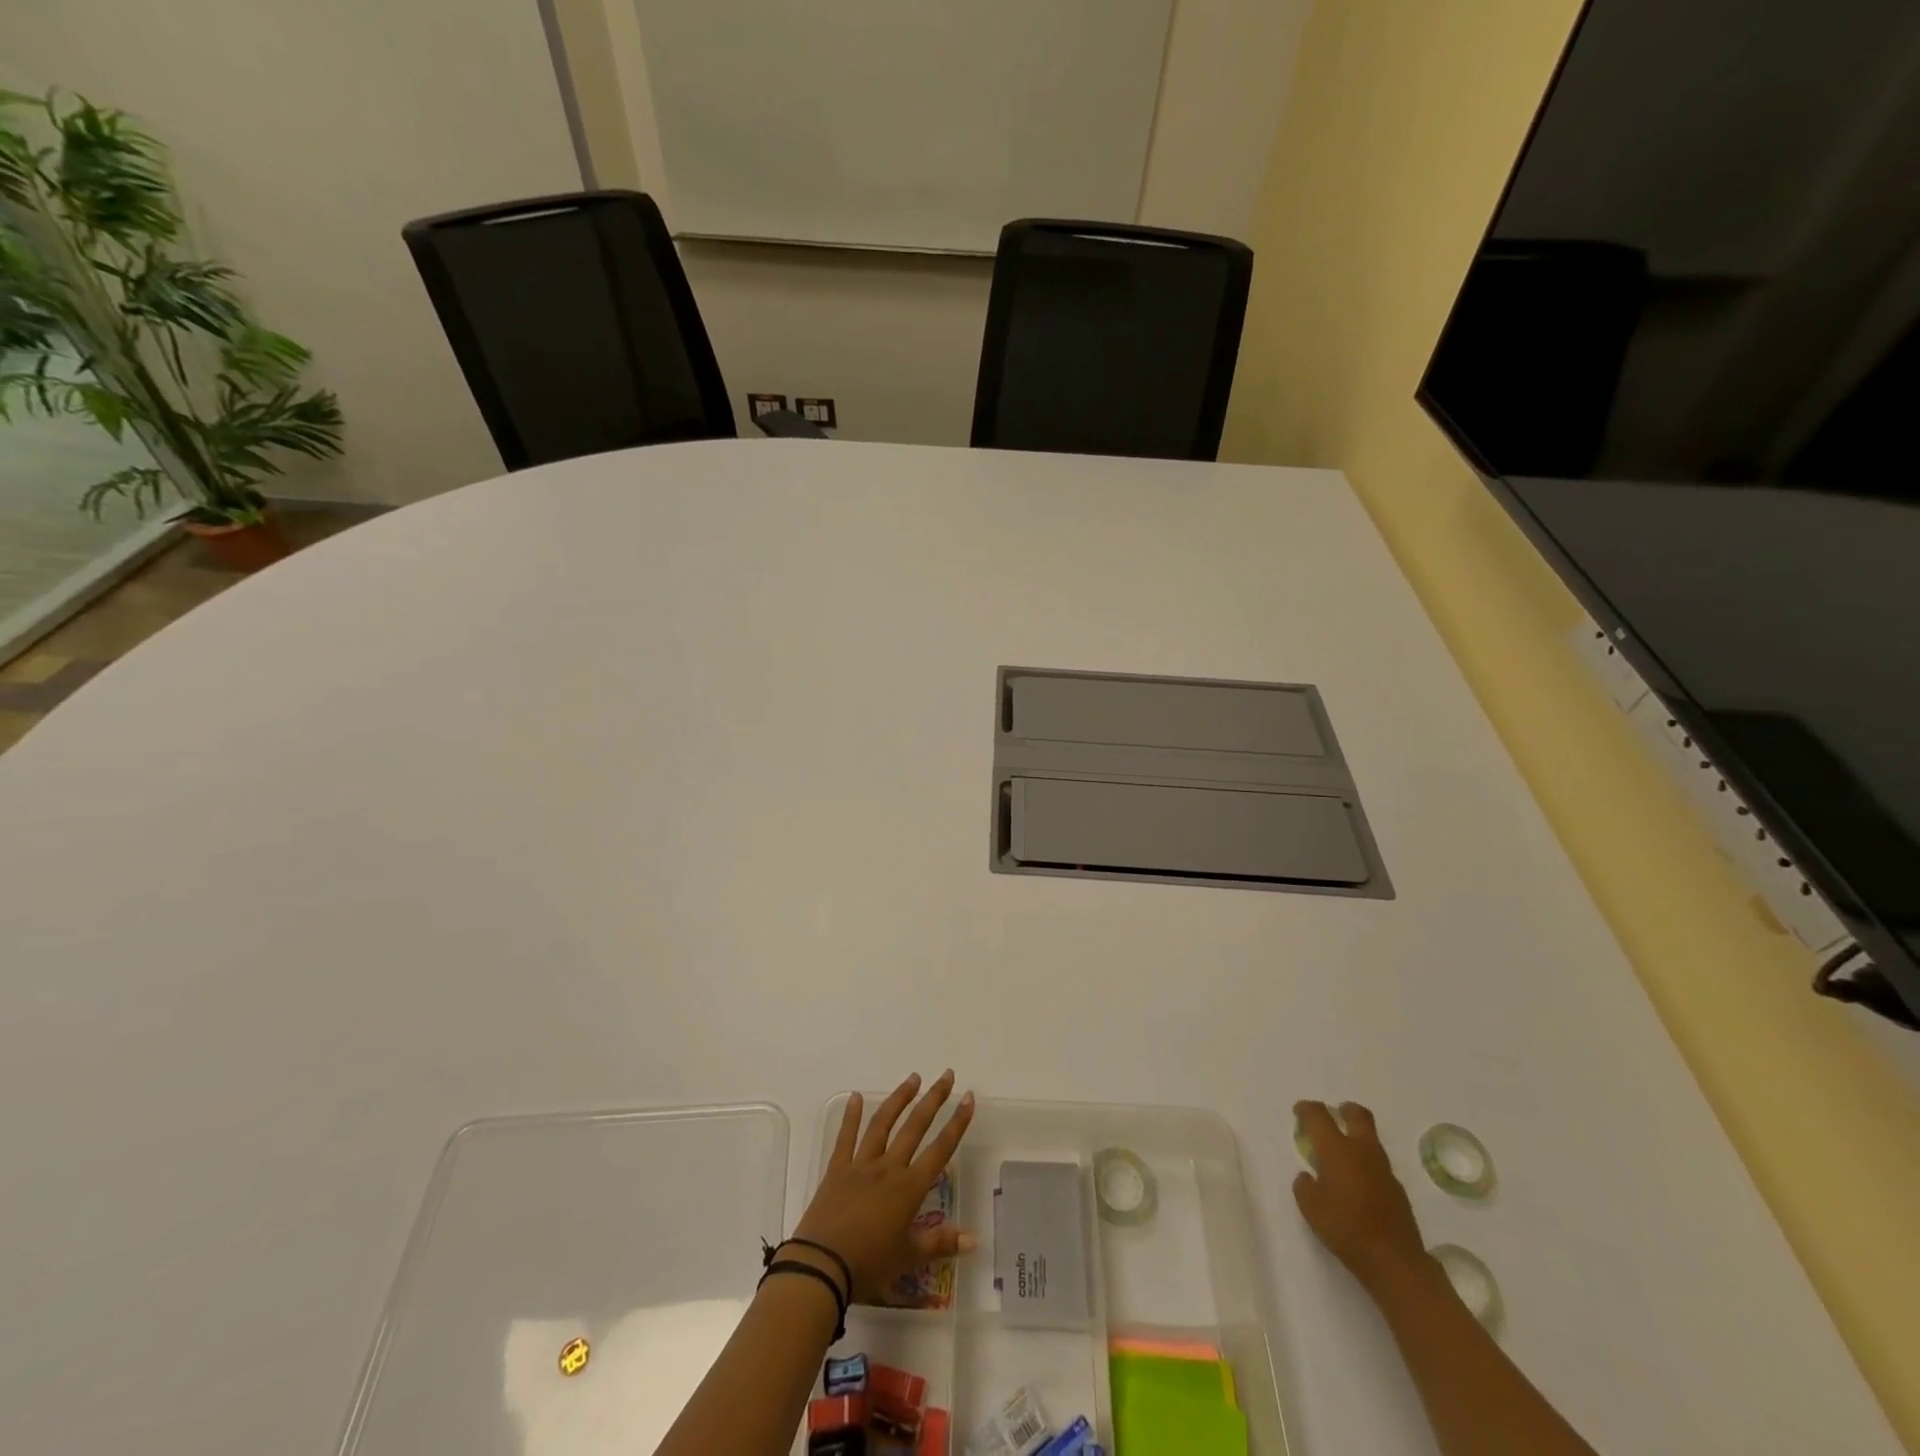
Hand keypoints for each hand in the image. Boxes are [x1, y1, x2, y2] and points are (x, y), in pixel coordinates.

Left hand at [791, 1071, 976, 1303]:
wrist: (821, 1266)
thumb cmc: (869, 1264)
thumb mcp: (908, 1257)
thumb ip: (940, 1243)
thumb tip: (974, 1240)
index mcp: (909, 1188)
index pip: (940, 1149)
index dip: (957, 1123)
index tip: (968, 1097)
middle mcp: (888, 1167)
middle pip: (915, 1127)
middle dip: (933, 1099)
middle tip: (946, 1075)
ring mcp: (861, 1164)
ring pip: (883, 1124)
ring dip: (899, 1099)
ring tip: (913, 1078)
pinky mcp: (837, 1169)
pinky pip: (845, 1138)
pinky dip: (851, 1116)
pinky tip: (856, 1097)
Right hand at [1292, 1100, 1429, 1292]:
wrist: (1394, 1261)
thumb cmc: (1345, 1228)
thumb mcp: (1310, 1207)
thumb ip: (1304, 1185)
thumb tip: (1308, 1177)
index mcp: (1337, 1149)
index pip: (1319, 1115)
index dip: (1307, 1109)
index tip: (1299, 1112)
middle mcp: (1362, 1151)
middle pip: (1358, 1116)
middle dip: (1345, 1110)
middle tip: (1335, 1114)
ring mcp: (1384, 1170)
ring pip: (1372, 1139)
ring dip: (1357, 1137)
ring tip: (1343, 1153)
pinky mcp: (1398, 1190)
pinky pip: (1379, 1165)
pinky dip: (1366, 1163)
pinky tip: (1358, 1182)